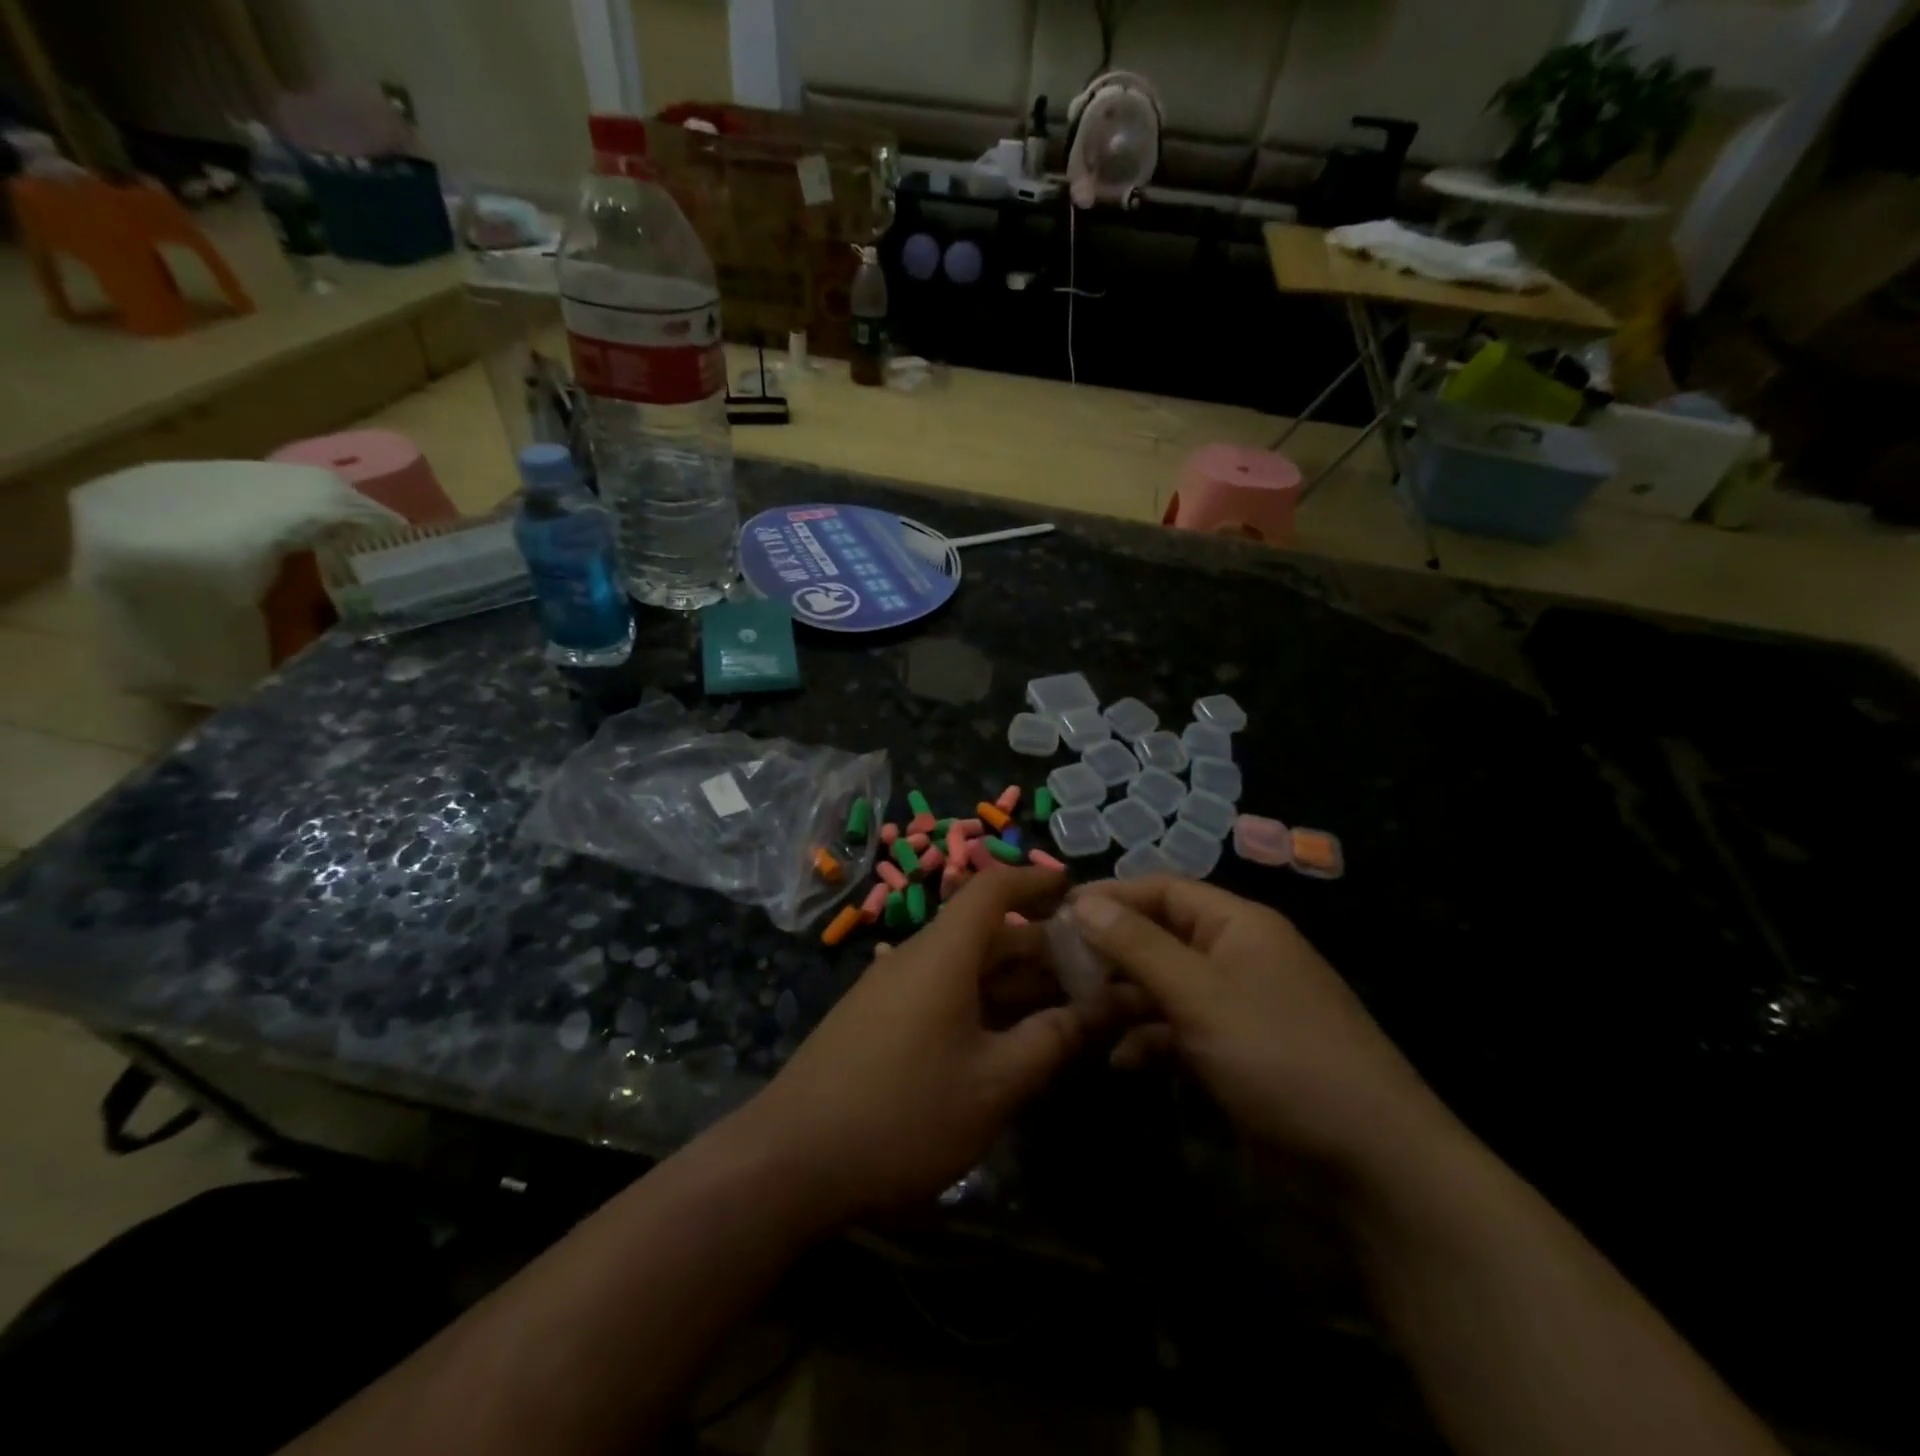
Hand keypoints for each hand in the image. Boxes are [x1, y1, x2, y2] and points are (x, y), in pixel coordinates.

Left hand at [739, 868, 1094, 1223]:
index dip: (1036, 881)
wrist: (789, 1160)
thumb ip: (1051, 1041)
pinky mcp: (877, 1020)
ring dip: (1014, 982)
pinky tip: (1005, 1042)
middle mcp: (916, 957)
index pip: (993, 887)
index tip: (1078, 892)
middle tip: (1093, 974)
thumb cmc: (903, 1113)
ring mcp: (892, 989)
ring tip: (1063, 1010)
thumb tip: (1097, 1008)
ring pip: (966, 967)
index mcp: (944, 952)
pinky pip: (943, 993)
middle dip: (1041, 947)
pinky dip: (982, 1003)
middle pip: (986, 931)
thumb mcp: (994, 1084)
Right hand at [1070, 878, 1445, 1171]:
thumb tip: (1083, 901)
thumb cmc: (1280, 1058)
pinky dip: (1150, 1040)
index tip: (1058, 913)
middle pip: (1161, 936)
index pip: (1163, 890)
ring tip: (1079, 1016)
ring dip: (1124, 999)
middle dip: (1111, 951)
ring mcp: (1239, 1006)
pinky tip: (1122, 1062)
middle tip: (1057, 968)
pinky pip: (1181, 1030)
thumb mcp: (1201, 995)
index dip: (1111, 896)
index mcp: (1239, 925)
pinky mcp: (1237, 1052)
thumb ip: (1138, 946)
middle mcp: (1237, 956)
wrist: (1372, 1164)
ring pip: (1166, 986)